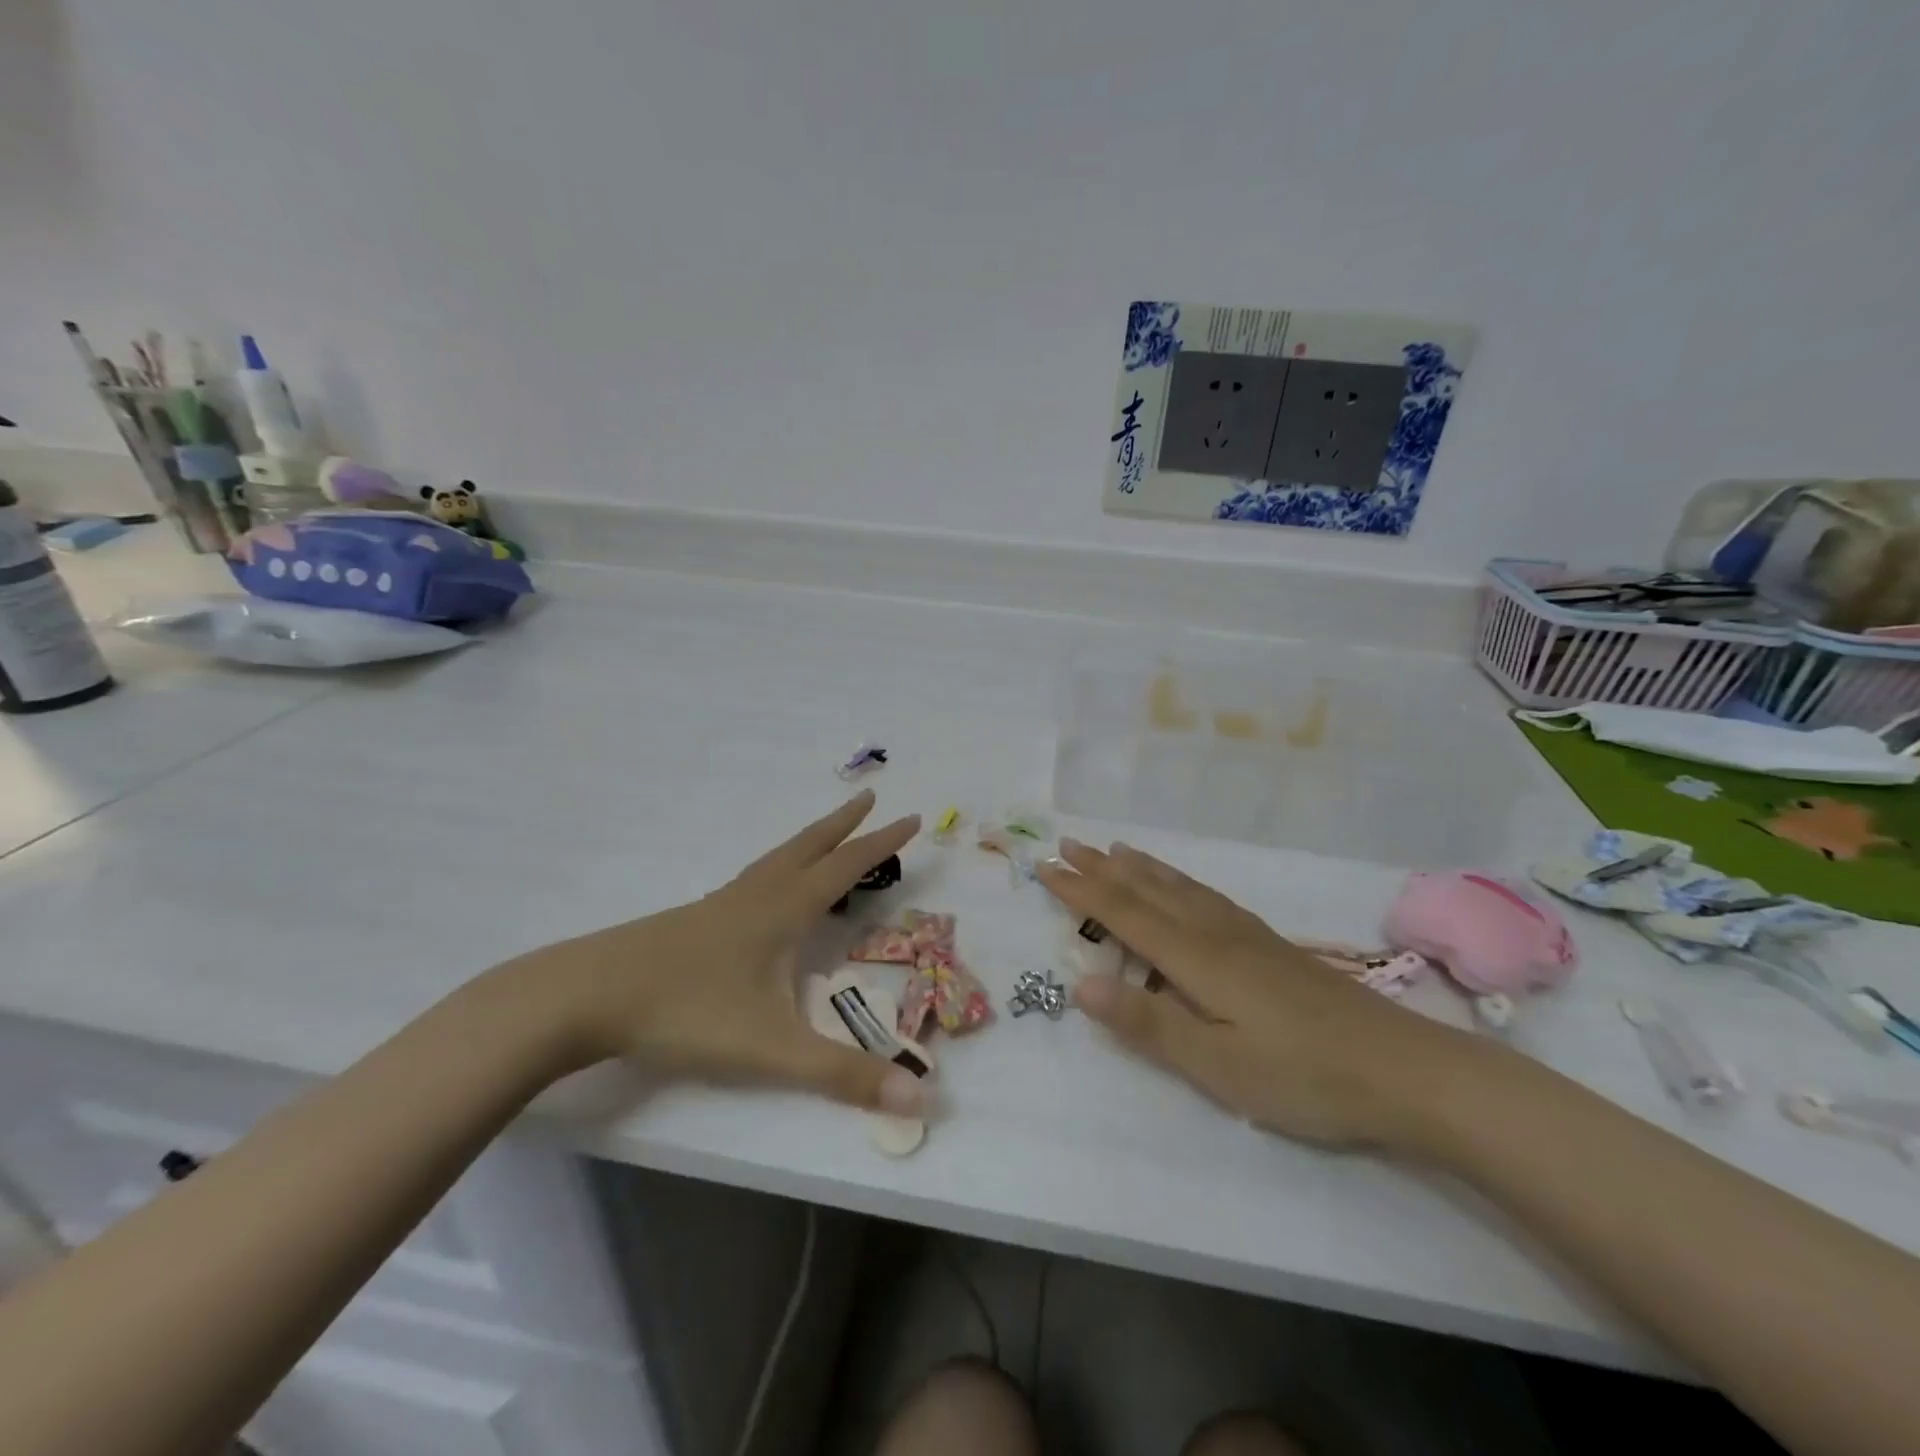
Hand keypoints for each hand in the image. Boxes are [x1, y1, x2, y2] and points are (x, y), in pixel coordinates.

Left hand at [512, 791, 927, 1117]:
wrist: (586, 997)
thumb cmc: (686, 1013)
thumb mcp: (771, 1050)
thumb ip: (842, 1074)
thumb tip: (920, 1094)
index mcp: (782, 911)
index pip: (846, 866)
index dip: (882, 843)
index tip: (912, 817)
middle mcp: (756, 896)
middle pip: (809, 847)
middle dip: (844, 824)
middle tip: (870, 798)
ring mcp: (720, 905)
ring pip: (776, 859)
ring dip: (810, 840)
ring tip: (826, 836)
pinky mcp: (694, 920)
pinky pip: (752, 878)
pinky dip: (777, 866)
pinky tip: (765, 892)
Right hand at [1037, 839, 1491, 1149]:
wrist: (1403, 1069)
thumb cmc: (1303, 1076)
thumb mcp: (1217, 1066)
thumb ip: (1148, 1023)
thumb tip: (1079, 985)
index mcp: (1196, 959)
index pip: (1124, 914)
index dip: (1081, 890)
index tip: (1044, 866)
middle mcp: (1215, 933)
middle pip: (1148, 890)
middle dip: (1103, 868)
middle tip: (1067, 842)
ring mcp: (1246, 935)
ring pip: (1179, 887)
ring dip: (1140, 867)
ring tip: (1115, 849)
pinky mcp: (1269, 945)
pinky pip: (1206, 895)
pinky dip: (1179, 879)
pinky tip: (1183, 885)